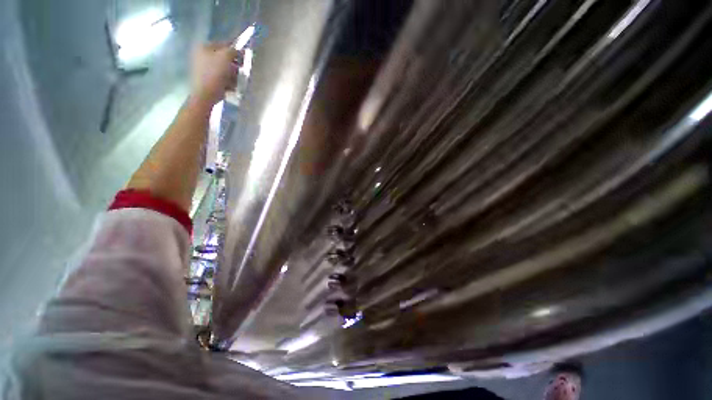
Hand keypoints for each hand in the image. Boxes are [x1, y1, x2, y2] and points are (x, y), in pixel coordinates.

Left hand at [191, 42, 241, 105]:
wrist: (206, 94)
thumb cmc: (215, 73)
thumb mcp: (226, 57)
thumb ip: (233, 51)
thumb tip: (240, 50)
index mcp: (204, 47)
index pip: (224, 45)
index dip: (235, 51)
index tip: (244, 59)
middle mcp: (202, 55)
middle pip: (225, 59)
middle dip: (234, 67)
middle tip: (237, 72)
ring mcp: (204, 69)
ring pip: (226, 70)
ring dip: (232, 77)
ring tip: (232, 83)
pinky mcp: (208, 80)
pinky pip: (223, 79)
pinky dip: (228, 83)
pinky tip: (228, 87)